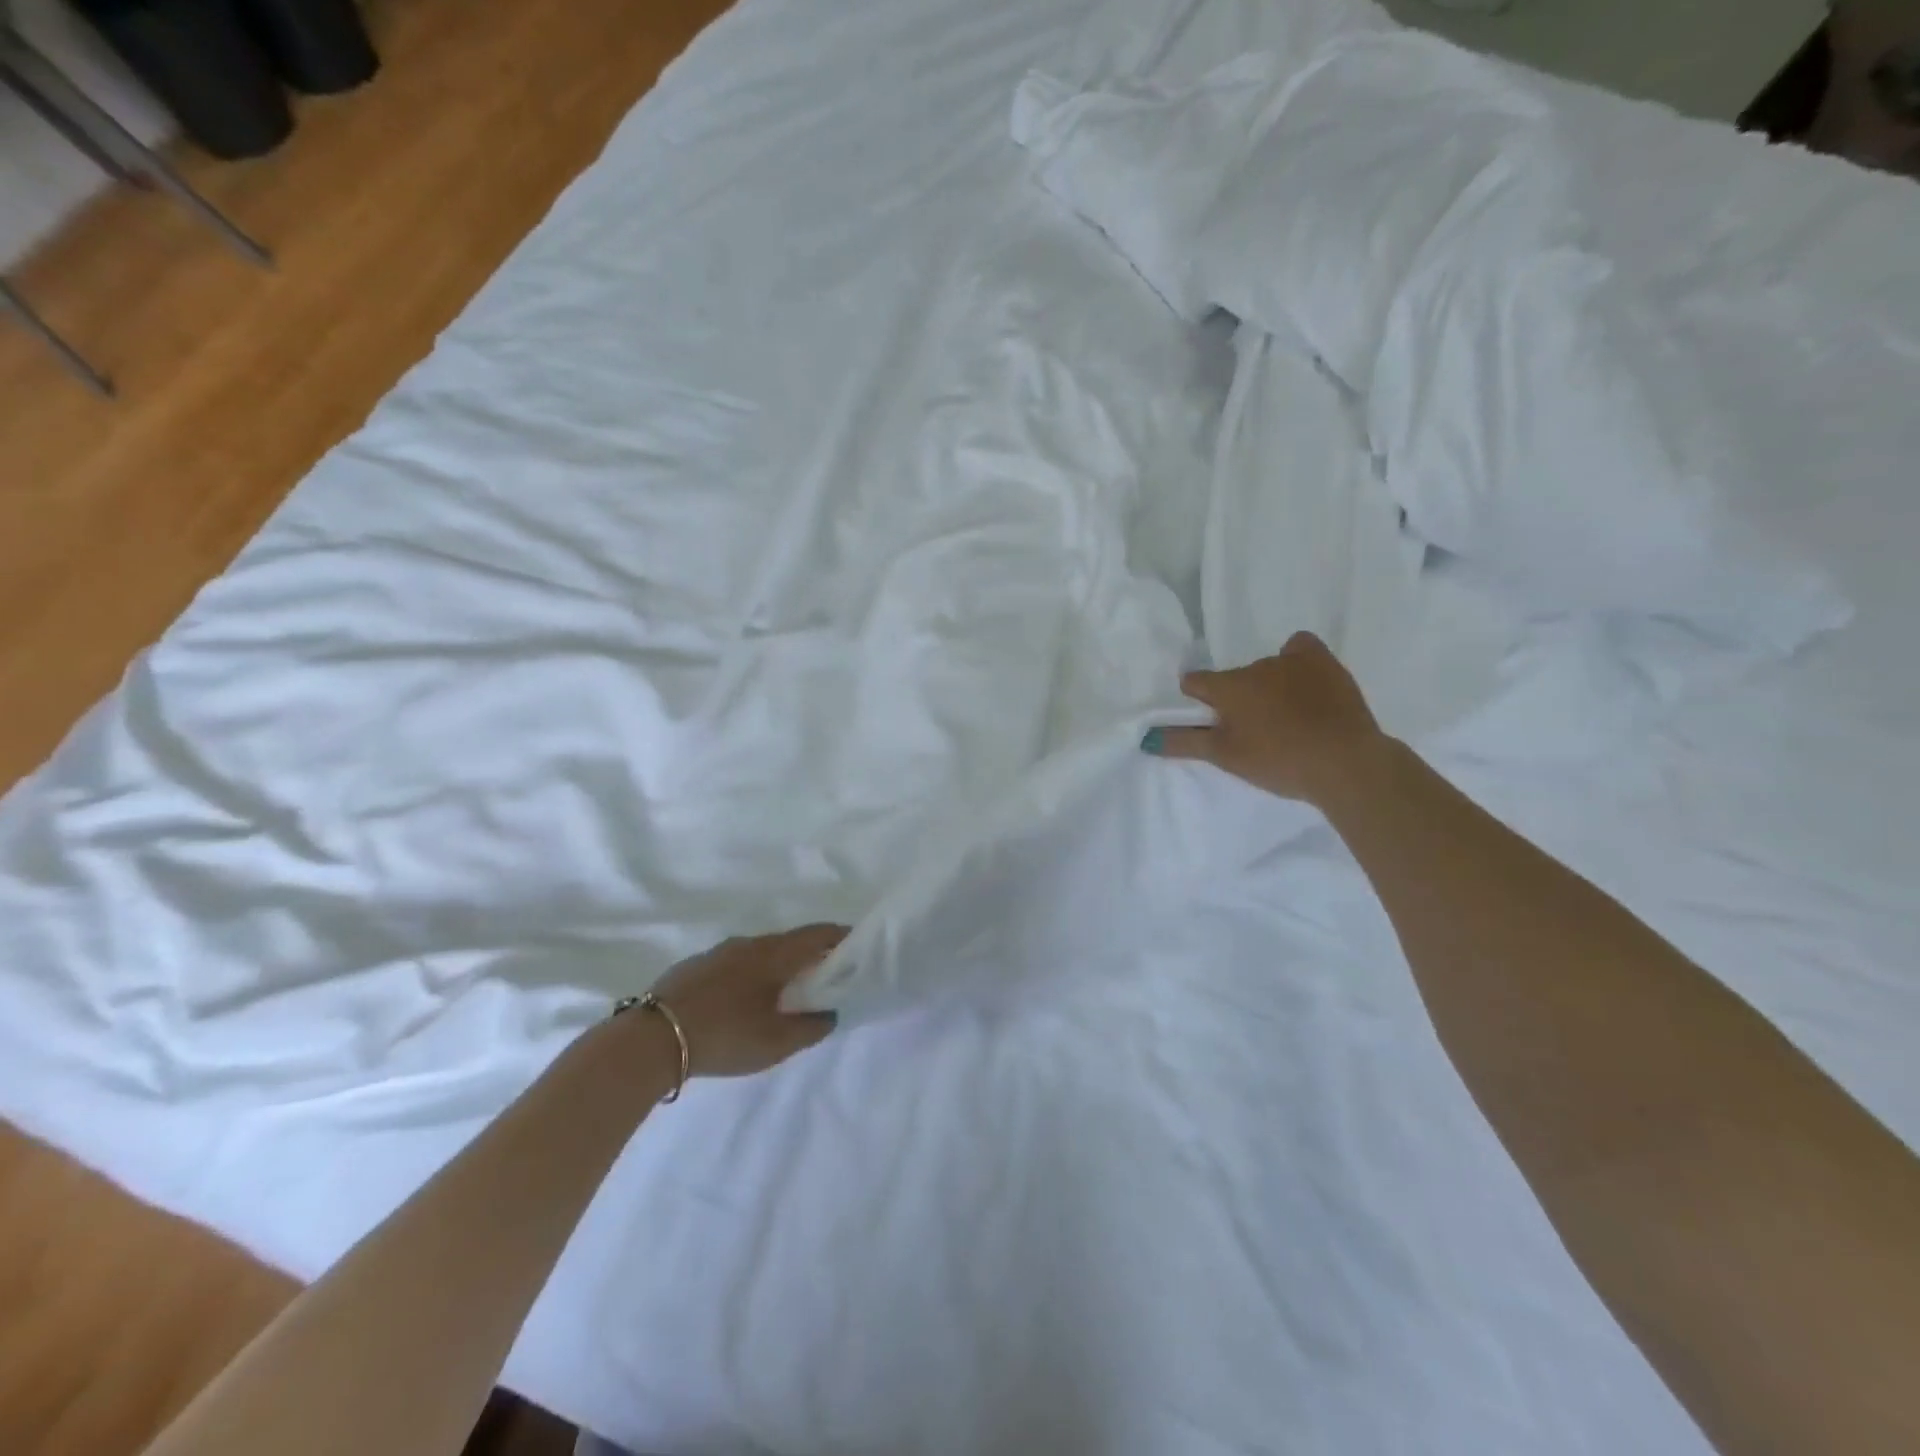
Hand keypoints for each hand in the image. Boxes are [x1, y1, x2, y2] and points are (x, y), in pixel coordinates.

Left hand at [649, 925, 847, 1078]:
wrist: (650, 1039)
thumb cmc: (725, 1034)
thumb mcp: (777, 1042)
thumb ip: (812, 1027)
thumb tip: (830, 1013)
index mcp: (775, 953)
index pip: (818, 934)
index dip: (841, 937)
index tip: (859, 946)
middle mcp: (749, 943)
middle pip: (790, 942)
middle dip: (811, 955)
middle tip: (826, 977)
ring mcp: (718, 953)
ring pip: (760, 953)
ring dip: (778, 967)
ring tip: (786, 992)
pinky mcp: (694, 968)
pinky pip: (736, 965)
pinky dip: (751, 976)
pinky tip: (745, 1001)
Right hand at [1145, 633, 1386, 806]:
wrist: (1345, 763)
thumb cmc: (1278, 761)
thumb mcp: (1226, 757)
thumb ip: (1185, 743)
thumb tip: (1145, 738)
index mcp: (1228, 687)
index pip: (1196, 682)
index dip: (1198, 701)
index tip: (1212, 722)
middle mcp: (1255, 665)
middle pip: (1234, 678)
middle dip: (1237, 698)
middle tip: (1253, 731)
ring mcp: (1292, 660)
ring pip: (1266, 668)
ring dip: (1267, 686)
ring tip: (1286, 718)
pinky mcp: (1324, 661)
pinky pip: (1300, 649)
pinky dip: (1296, 662)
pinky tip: (1305, 685)